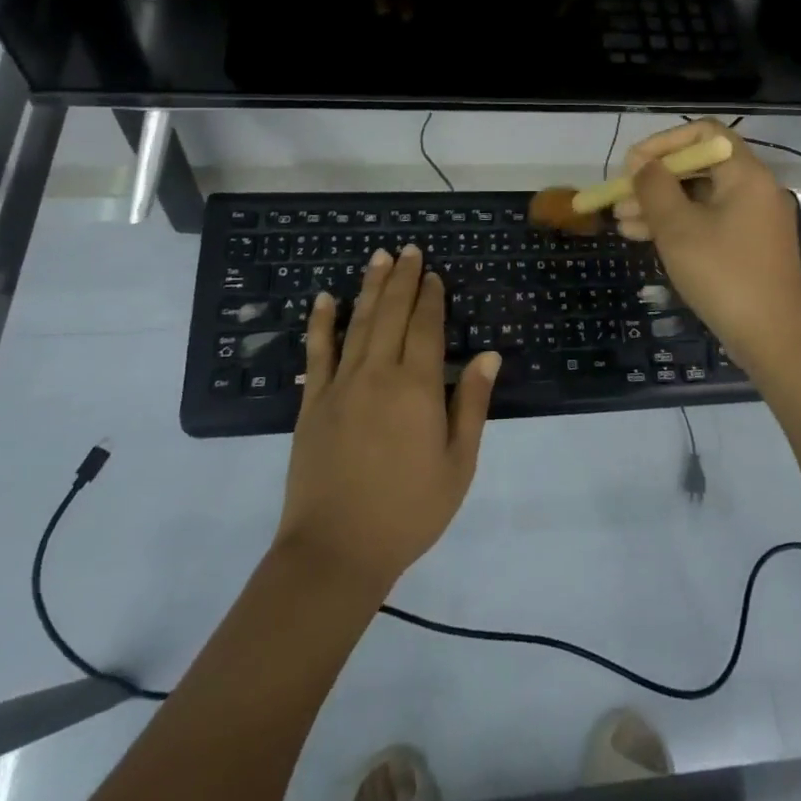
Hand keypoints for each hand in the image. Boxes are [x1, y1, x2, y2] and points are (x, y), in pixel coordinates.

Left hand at [276, 246, 500, 595]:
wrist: (336, 551)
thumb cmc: (408, 511)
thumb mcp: (458, 464)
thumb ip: (471, 404)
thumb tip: (488, 355)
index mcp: (416, 387)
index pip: (425, 327)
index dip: (431, 297)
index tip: (434, 274)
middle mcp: (377, 374)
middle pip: (391, 313)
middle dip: (402, 279)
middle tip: (408, 249)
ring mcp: (340, 385)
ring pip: (358, 323)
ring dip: (369, 287)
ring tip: (378, 257)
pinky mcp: (313, 402)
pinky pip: (317, 352)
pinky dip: (321, 322)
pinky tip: (323, 298)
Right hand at [613, 120, 800, 365]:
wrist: (773, 340)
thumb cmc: (723, 275)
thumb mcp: (678, 228)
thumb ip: (655, 188)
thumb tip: (642, 163)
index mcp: (746, 174)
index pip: (704, 133)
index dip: (664, 142)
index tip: (633, 163)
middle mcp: (755, 189)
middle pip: (699, 166)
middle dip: (655, 179)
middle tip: (620, 196)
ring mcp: (754, 220)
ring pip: (700, 198)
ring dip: (659, 205)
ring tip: (621, 222)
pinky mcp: (749, 246)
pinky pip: (709, 222)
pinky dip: (678, 225)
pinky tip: (643, 238)